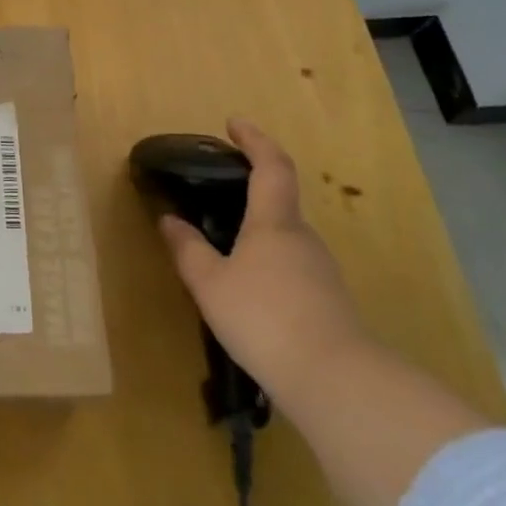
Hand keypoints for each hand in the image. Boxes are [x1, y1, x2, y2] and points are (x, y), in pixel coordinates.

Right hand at [160, 119, 367, 397]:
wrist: (336, 382)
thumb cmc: (264, 318)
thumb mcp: (210, 283)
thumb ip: (187, 249)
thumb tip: (169, 220)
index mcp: (274, 223)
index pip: (271, 167)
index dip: (254, 140)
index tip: (235, 123)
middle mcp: (303, 238)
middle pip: (279, 202)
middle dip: (250, 192)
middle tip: (215, 195)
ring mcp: (321, 271)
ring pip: (285, 239)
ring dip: (257, 233)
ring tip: (223, 248)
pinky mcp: (329, 302)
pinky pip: (292, 268)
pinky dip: (268, 264)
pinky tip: (248, 291)